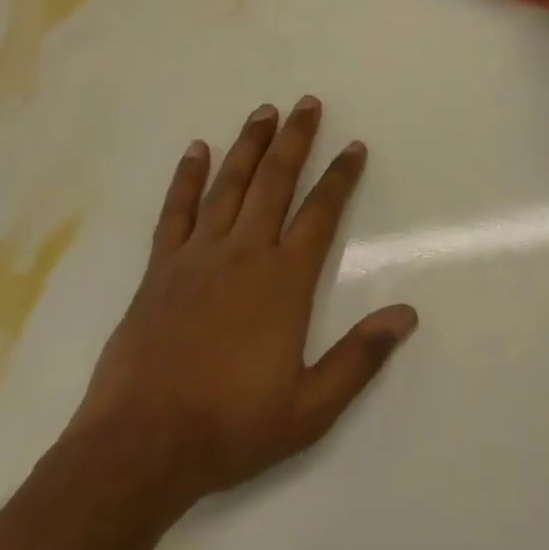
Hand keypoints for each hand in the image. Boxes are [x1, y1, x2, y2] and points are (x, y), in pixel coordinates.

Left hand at [71, 98, 416, 518]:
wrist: (140, 445)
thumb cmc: (231, 426)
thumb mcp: (310, 408)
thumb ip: (359, 357)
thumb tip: (407, 314)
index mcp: (284, 281)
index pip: (320, 213)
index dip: (340, 177)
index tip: (353, 147)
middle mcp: (243, 254)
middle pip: (275, 182)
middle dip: (294, 140)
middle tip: (307, 104)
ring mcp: (197, 256)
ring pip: (229, 185)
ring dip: (249, 145)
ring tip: (264, 112)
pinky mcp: (159, 268)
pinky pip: (176, 210)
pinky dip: (187, 177)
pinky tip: (197, 150)